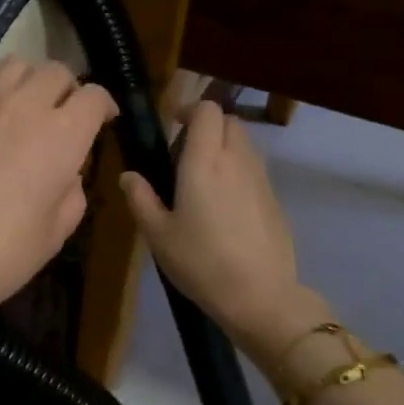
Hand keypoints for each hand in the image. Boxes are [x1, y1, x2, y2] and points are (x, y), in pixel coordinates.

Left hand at [0, 59, 116, 369]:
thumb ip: (72, 193)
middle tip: (62, 114)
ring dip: (29, 80)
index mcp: (63, 137)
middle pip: (56, 71)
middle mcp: (25, 106)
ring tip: (23, 105)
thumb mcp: (56, 234)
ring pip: (15, 64)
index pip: (94, 97)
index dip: (103, 106)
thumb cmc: (0, 256)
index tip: (102, 120)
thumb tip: (66, 173)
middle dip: (67, 89)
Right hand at [121, 100, 322, 359]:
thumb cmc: (200, 262)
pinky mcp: (274, 199)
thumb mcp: (158, 234)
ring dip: (224, 148)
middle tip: (183, 155)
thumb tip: (129, 176)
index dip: (190, 109)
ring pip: (244, 144)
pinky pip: (254, 169)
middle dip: (207, 127)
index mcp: (205, 161)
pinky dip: (238, 171)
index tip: (173, 125)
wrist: (259, 295)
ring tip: (202, 182)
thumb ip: (141, 199)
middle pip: (229, 121)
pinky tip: (224, 208)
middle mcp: (236, 160)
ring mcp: (261, 179)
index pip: (207, 110)